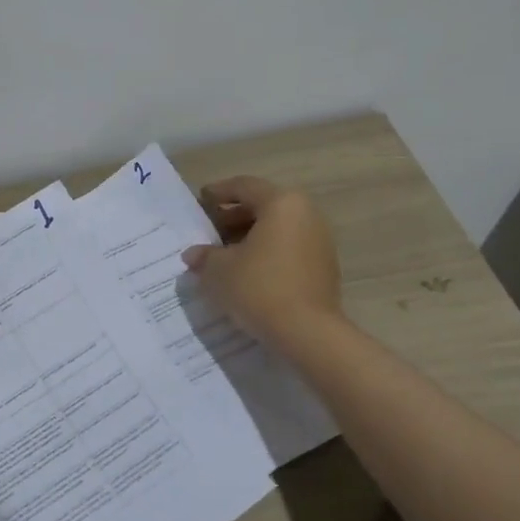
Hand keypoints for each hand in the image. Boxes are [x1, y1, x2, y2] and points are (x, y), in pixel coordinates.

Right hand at [181, 176, 341, 352]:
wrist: (307, 334)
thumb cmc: (259, 288)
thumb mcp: (218, 270)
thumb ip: (204, 256)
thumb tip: (194, 255)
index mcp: (282, 204)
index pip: (244, 187)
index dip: (218, 192)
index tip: (200, 201)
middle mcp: (306, 215)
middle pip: (263, 206)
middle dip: (233, 217)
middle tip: (209, 232)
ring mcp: (319, 241)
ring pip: (277, 229)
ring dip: (250, 237)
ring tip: (225, 255)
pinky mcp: (324, 268)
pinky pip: (289, 249)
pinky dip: (267, 253)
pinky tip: (247, 272)